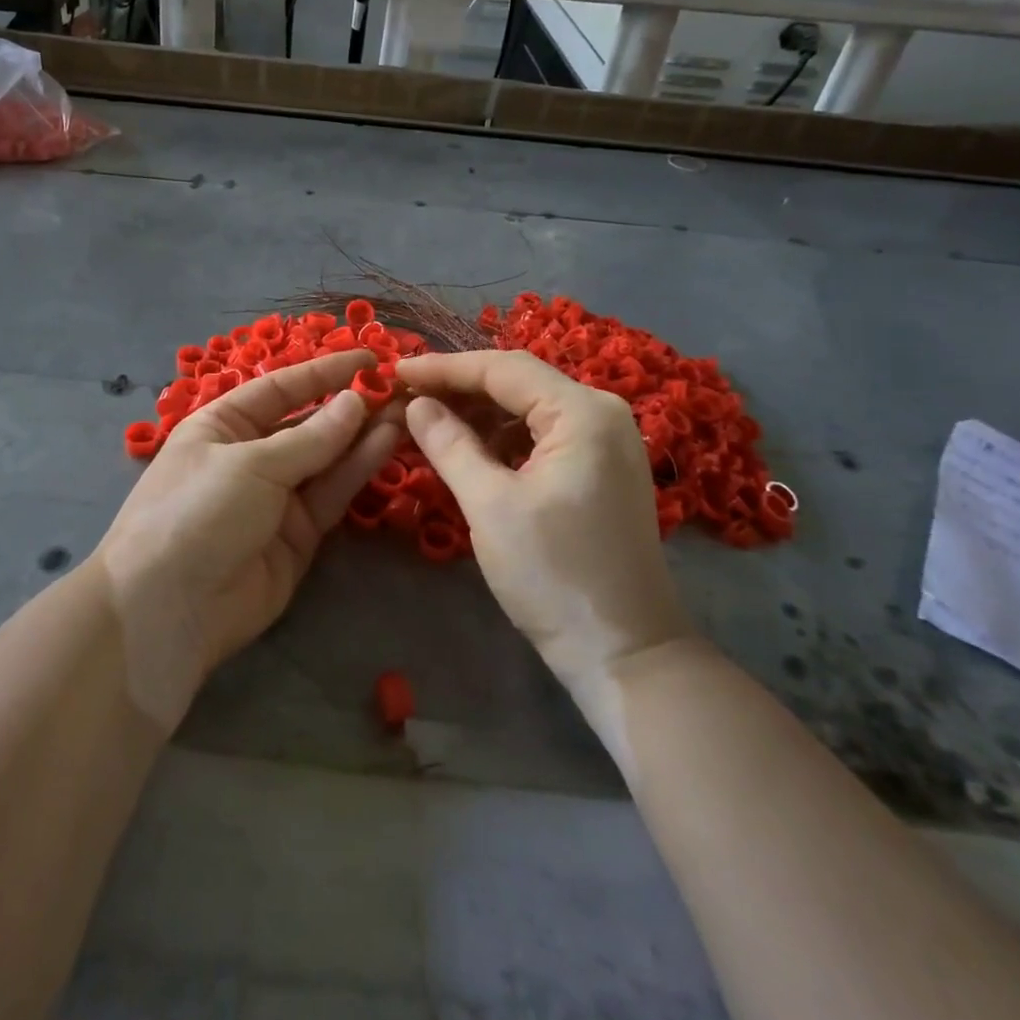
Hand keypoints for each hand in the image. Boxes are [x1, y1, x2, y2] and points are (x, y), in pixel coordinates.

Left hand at [97, 351, 399, 728]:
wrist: (169, 608)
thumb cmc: (196, 512)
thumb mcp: (250, 464)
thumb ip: (310, 437)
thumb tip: (356, 402)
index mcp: (222, 425)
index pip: (280, 388)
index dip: (324, 372)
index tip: (369, 358)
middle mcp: (250, 455)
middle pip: (307, 423)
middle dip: (349, 405)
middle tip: (399, 387)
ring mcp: (276, 497)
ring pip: (327, 458)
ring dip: (363, 435)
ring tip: (406, 410)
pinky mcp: (298, 535)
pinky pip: (332, 494)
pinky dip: (358, 469)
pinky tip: (388, 442)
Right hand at [398, 351, 694, 698]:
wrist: (625, 652)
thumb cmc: (554, 576)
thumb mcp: (490, 506)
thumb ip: (449, 444)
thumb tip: (415, 404)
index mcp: (582, 413)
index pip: (502, 369)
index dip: (443, 367)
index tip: (394, 369)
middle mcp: (601, 414)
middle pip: (518, 381)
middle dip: (458, 386)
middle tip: (403, 392)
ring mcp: (605, 442)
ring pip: (527, 408)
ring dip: (477, 411)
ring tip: (424, 417)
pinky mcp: (599, 469)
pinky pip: (540, 435)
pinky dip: (500, 437)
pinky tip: (464, 446)